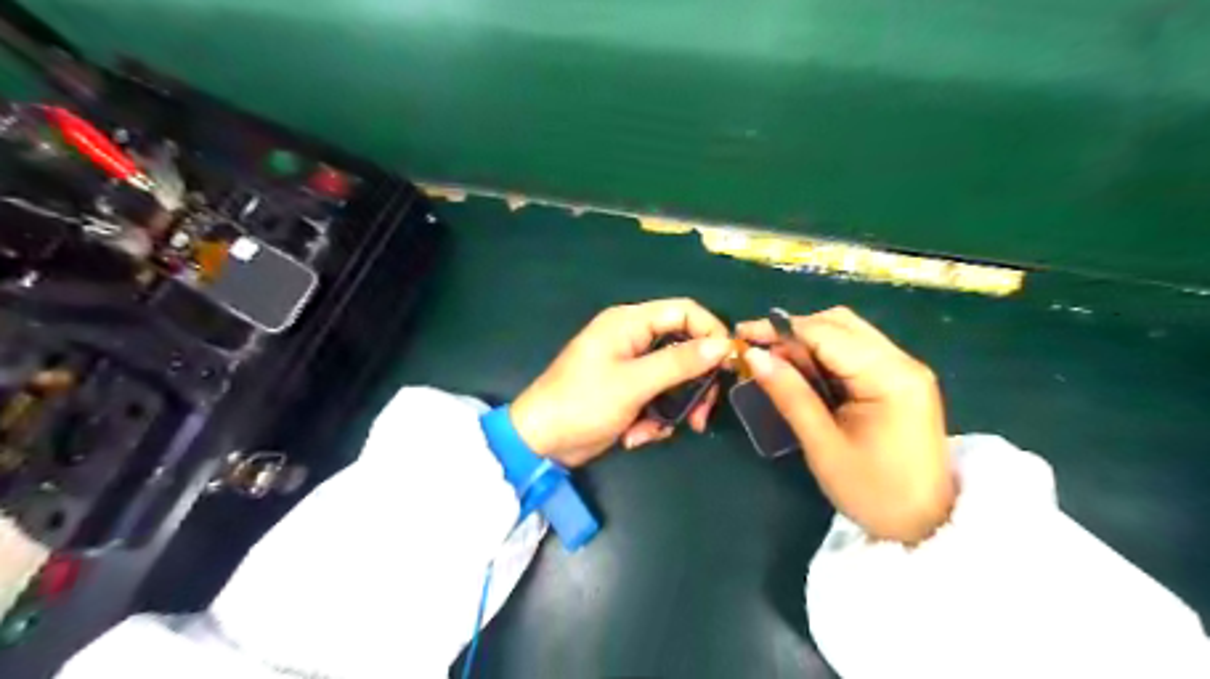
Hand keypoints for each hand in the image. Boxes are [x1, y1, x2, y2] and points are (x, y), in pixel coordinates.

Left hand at [510, 299, 727, 468]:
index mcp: (629, 323)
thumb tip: (723, 345)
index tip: (729, 364)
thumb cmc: (582, 403)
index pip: (685, 311)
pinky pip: (657, 398)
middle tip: (701, 416)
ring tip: (653, 431)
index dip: (711, 332)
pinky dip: (653, 420)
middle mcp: (633, 338)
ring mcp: (631, 366)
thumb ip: (679, 363)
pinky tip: (636, 436)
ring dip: (672, 409)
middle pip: (684, 348)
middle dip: (693, 385)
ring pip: (674, 379)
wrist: (542, 442)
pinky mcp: (628, 391)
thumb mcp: (634, 383)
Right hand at [738, 305, 955, 540]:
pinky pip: (856, 351)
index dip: (780, 329)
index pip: (827, 333)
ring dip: (809, 340)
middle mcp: (903, 362)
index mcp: (890, 376)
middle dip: (794, 331)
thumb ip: (789, 395)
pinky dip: (825, 354)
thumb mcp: (823, 445)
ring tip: (776, 361)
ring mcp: (905, 369)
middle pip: (840, 324)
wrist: (926, 526)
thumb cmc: (873, 493)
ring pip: (848, 333)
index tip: (741, 335)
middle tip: (758, 352)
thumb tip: (753, 355)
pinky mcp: (900, 380)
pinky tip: (803, 372)